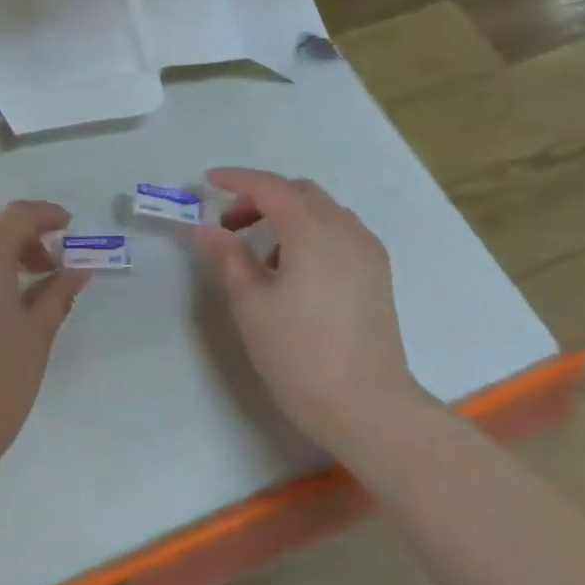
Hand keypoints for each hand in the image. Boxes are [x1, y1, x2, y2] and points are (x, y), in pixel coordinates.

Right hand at [190, 167, 424, 449]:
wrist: (365, 404)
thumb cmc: (298, 352)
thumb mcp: (250, 303)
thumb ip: (228, 257)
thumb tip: (206, 229)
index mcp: (312, 230)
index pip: (271, 187)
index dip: (237, 180)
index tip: (207, 182)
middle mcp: (346, 230)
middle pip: (301, 193)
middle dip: (262, 198)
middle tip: (230, 226)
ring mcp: (367, 252)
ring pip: (323, 213)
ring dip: (288, 217)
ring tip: (259, 256)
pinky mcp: (377, 275)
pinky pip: (339, 235)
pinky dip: (310, 235)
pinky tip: (293, 272)